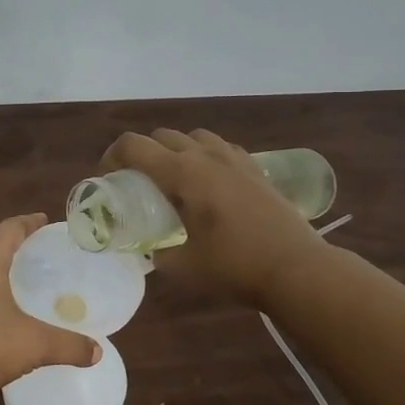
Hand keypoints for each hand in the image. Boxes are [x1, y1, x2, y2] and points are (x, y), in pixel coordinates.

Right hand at [101, 129, 332, 306]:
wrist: (297, 269)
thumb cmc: (235, 267)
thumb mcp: (182, 267)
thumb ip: (157, 254)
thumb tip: (147, 250)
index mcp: (182, 174)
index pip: (133, 145)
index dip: (111, 156)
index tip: (106, 178)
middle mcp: (205, 156)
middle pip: (161, 136)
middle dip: (141, 153)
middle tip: (137, 182)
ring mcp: (234, 159)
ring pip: (193, 137)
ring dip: (174, 150)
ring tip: (173, 180)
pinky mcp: (255, 169)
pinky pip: (220, 148)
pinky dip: (204, 156)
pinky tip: (209, 183)